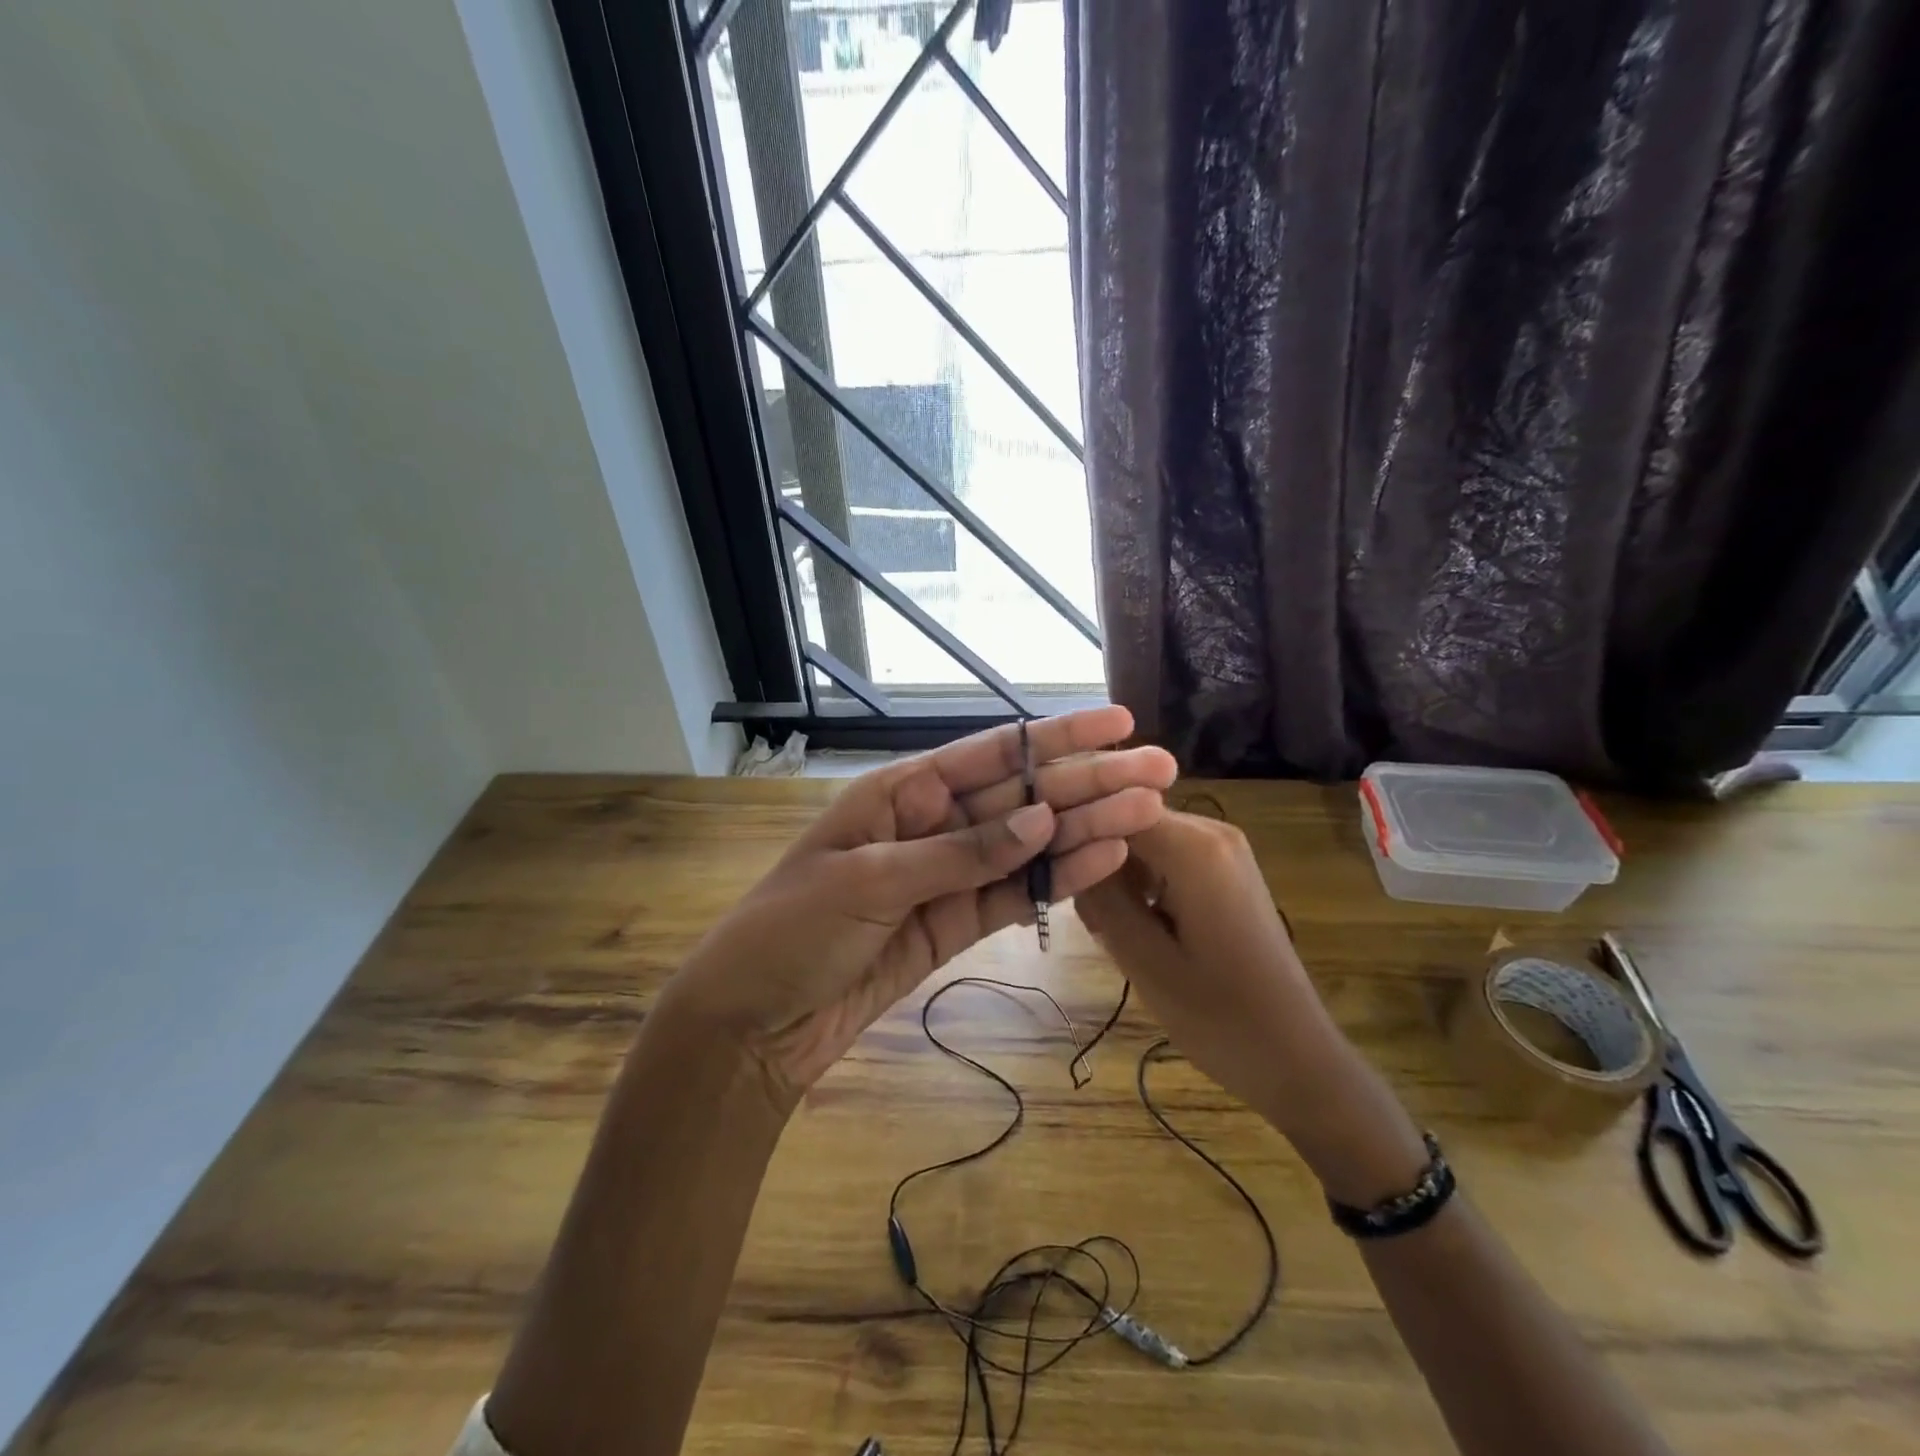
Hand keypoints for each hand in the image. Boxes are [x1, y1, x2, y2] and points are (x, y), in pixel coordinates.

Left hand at [667, 707, 1176, 1107]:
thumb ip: (958, 853)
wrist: (754, 1023)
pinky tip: (1104, 861)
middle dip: (1088, 782)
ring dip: (1086, 829)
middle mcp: (930, 824)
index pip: (990, 754)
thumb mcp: (868, 881)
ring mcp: (947, 876)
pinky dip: (1057, 882)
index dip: (1056, 737)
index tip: (1116, 724)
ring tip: (1149, 813)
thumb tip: (1040, 819)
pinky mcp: (954, 924)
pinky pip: (1013, 896)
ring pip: (1027, 846)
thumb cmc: (791, 932)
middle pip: (1021, 797)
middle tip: (1158, 771)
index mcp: (901, 793)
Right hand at [1075, 811, 1339, 1126]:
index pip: (1112, 806)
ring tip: (1106, 930)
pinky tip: (1137, 927)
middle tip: (1082, 916)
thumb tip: (1066, 849)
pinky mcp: (1226, 870)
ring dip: (1117, 874)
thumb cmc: (1220, 1017)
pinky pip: (1166, 857)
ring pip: (1143, 839)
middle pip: (1128, 819)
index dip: (1074, 830)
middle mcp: (1211, 831)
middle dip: (1097, 858)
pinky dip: (1143, 883)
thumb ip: (1101, 896)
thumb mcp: (1144, 960)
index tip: (1050, 871)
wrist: (1298, 1058)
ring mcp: (1223, 849)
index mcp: (1193, 848)